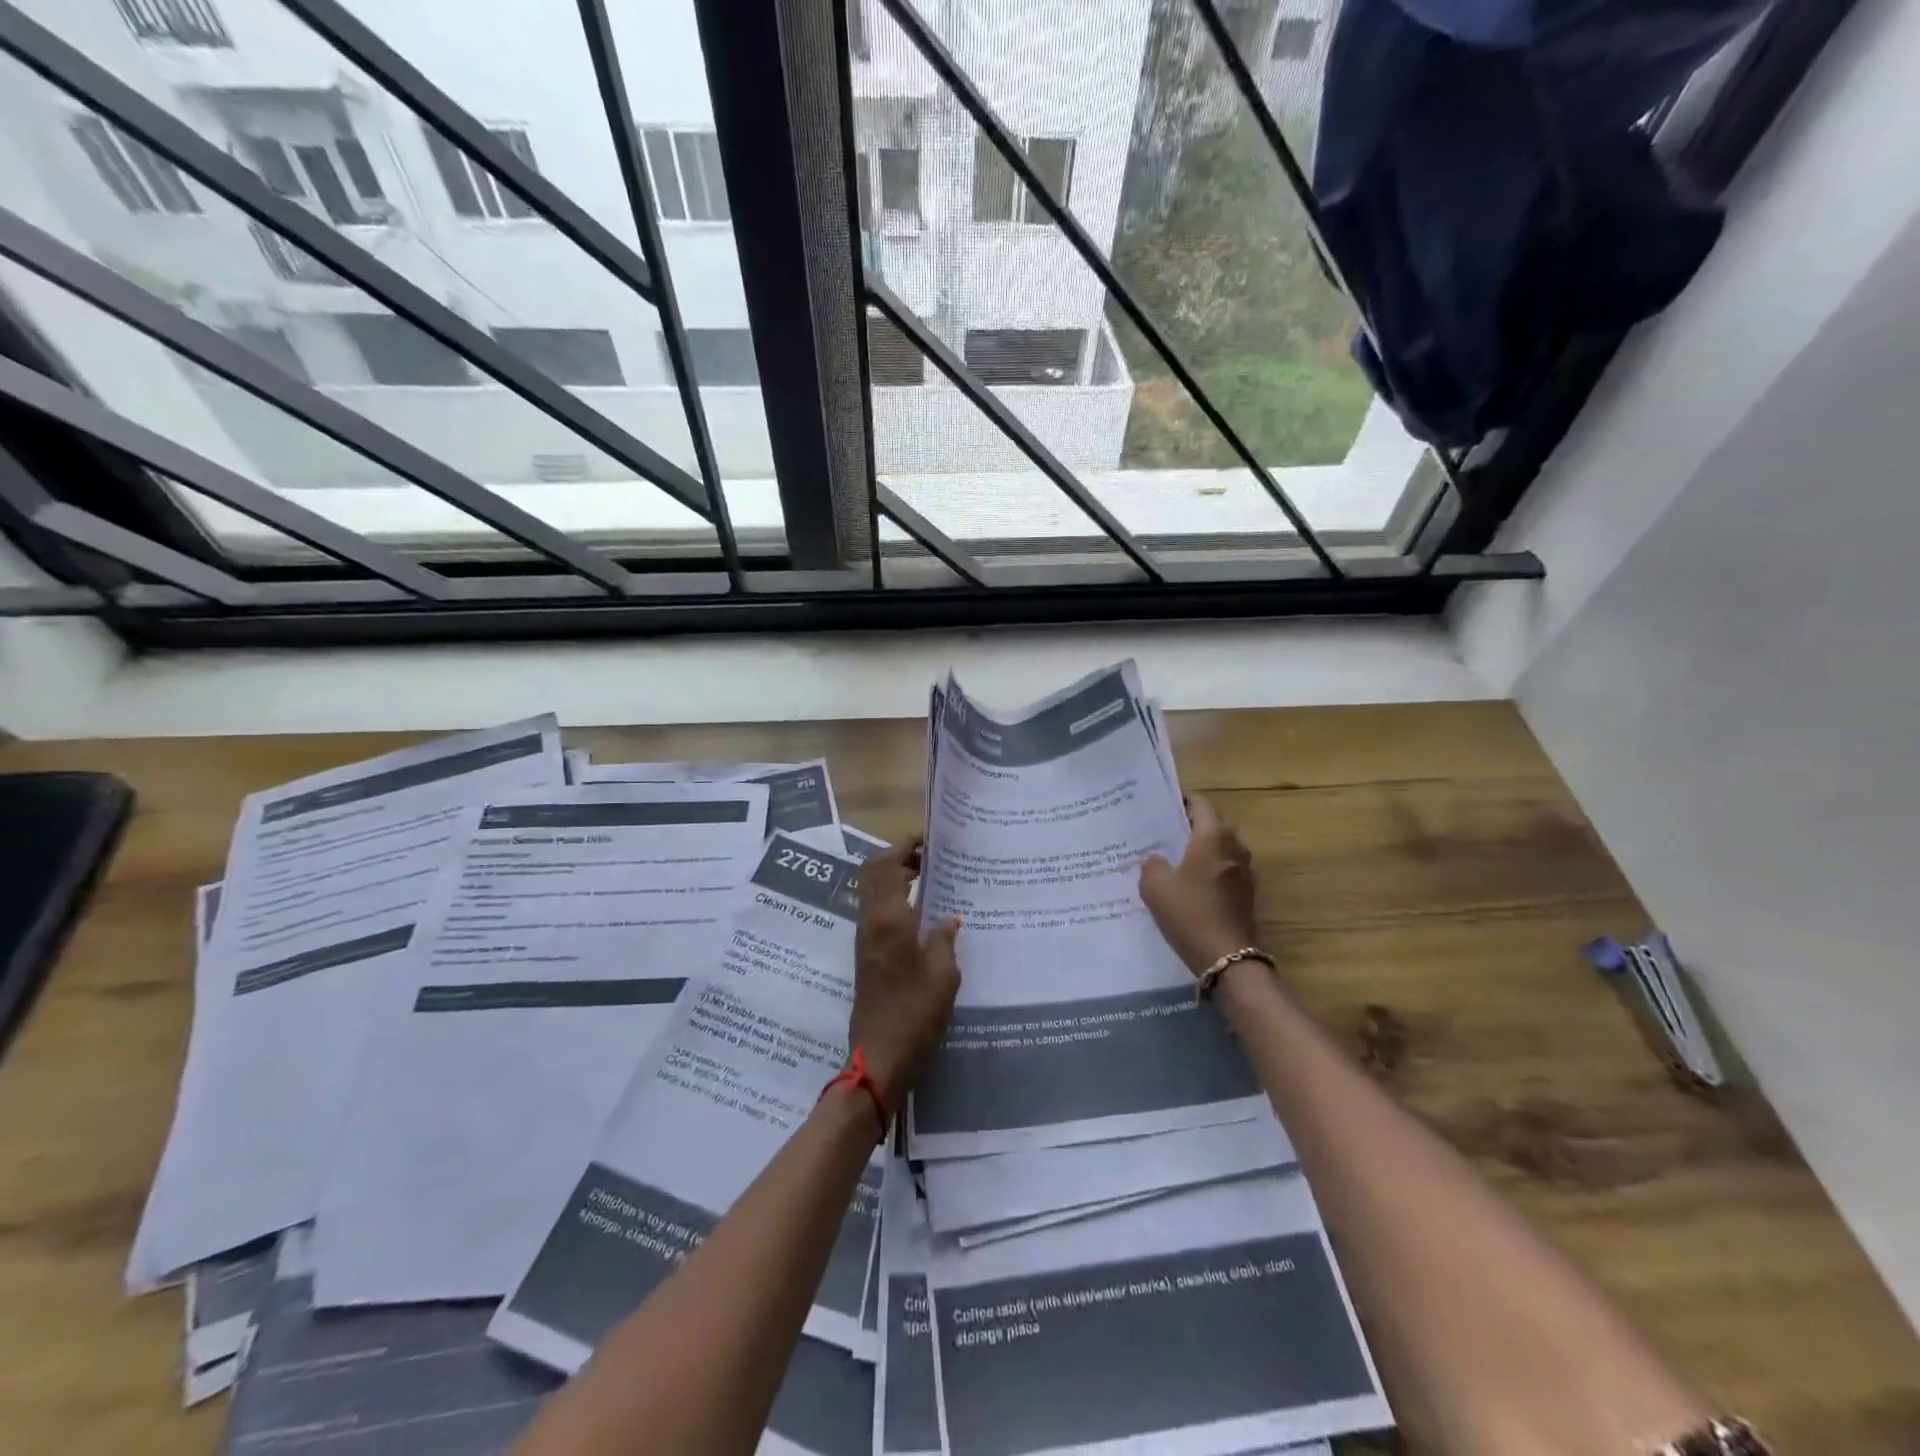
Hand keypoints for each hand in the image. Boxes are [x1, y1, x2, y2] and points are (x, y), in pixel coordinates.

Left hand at [851, 835, 961, 1113]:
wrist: (879, 1057)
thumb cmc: (915, 1013)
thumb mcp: (943, 974)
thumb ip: (945, 939)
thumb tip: (950, 918)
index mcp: (888, 919)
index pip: (887, 864)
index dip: (904, 846)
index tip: (930, 840)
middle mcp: (870, 922)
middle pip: (873, 872)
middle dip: (897, 856)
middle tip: (929, 858)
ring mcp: (865, 939)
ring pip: (872, 891)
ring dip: (895, 877)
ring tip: (930, 880)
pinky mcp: (867, 956)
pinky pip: (877, 911)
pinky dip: (894, 899)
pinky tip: (923, 913)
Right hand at [1139, 795, 1258, 974]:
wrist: (1226, 956)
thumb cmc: (1189, 913)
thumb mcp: (1155, 886)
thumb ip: (1152, 864)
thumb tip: (1157, 859)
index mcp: (1213, 836)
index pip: (1200, 803)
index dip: (1182, 800)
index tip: (1162, 806)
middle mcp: (1234, 845)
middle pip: (1213, 822)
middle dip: (1190, 823)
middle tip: (1164, 831)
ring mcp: (1245, 869)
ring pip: (1221, 845)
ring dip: (1201, 846)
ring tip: (1174, 855)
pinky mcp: (1247, 891)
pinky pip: (1225, 866)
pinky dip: (1209, 866)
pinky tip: (1190, 881)